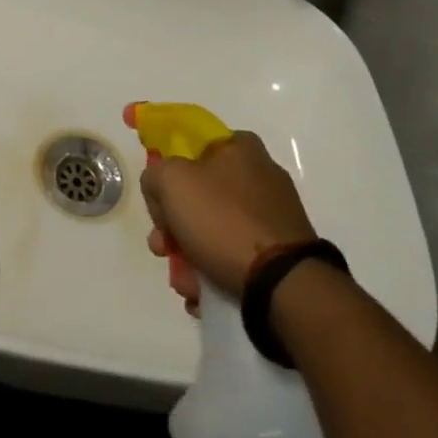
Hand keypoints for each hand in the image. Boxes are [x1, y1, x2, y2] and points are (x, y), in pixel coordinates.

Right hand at [140, 130, 316, 299]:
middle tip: (162, 246)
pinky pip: (234, 255)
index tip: (155, 194)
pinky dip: (213, 271)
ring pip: (213, 229)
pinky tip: (202, 293)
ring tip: (184, 281)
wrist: (282, 284)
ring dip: (188, 255)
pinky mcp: (279, 251)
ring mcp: (272, 215)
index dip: (165, 165)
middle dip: (172, 224)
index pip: (191, 144)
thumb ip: (155, 173)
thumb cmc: (224, 220)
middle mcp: (260, 174)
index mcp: (240, 147)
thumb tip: (159, 188)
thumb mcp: (172, 181)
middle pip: (198, 193)